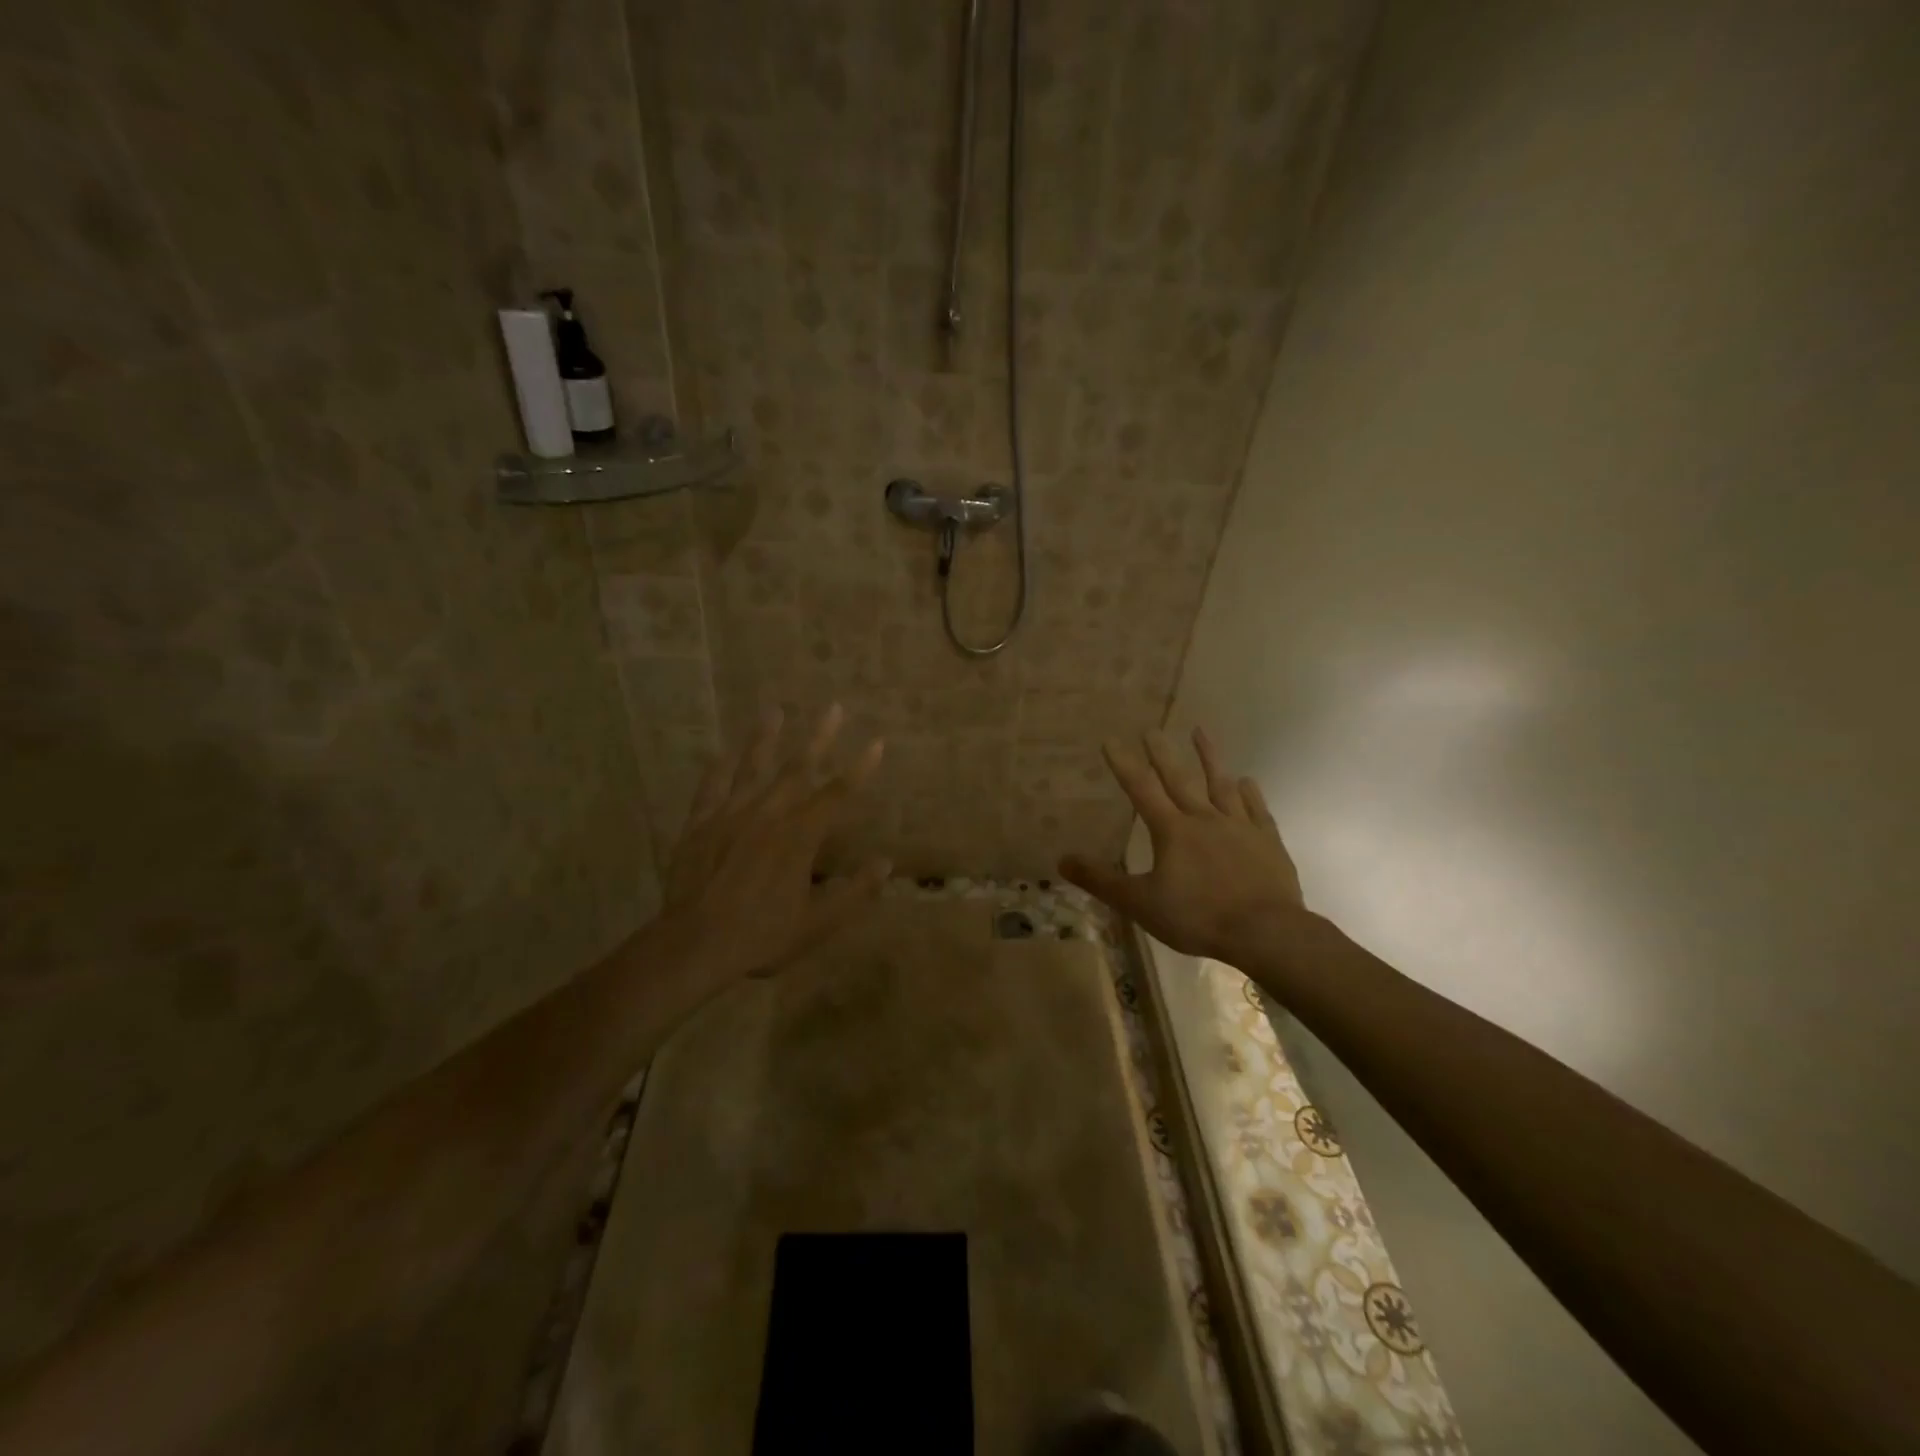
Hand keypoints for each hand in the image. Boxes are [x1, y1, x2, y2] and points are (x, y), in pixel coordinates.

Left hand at [660, 704, 888, 982]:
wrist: (694, 945)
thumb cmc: (762, 935)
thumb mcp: (817, 923)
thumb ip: (854, 892)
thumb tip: (885, 863)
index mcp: (800, 836)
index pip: (837, 794)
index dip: (860, 768)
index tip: (876, 743)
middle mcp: (768, 815)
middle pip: (798, 769)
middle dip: (820, 737)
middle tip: (834, 708)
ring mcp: (731, 815)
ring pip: (752, 767)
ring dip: (766, 738)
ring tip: (775, 710)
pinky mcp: (700, 824)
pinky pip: (712, 787)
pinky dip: (720, 767)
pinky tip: (724, 750)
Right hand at [1059, 727, 1306, 963]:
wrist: (1265, 932)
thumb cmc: (1197, 917)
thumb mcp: (1140, 904)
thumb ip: (1101, 881)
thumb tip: (1062, 860)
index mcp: (1172, 831)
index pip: (1141, 789)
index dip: (1124, 764)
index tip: (1111, 740)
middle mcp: (1204, 819)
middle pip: (1180, 779)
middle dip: (1162, 754)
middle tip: (1153, 729)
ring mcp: (1239, 827)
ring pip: (1222, 785)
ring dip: (1210, 758)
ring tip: (1200, 732)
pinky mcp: (1267, 841)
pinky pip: (1257, 809)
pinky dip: (1250, 793)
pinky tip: (1247, 781)